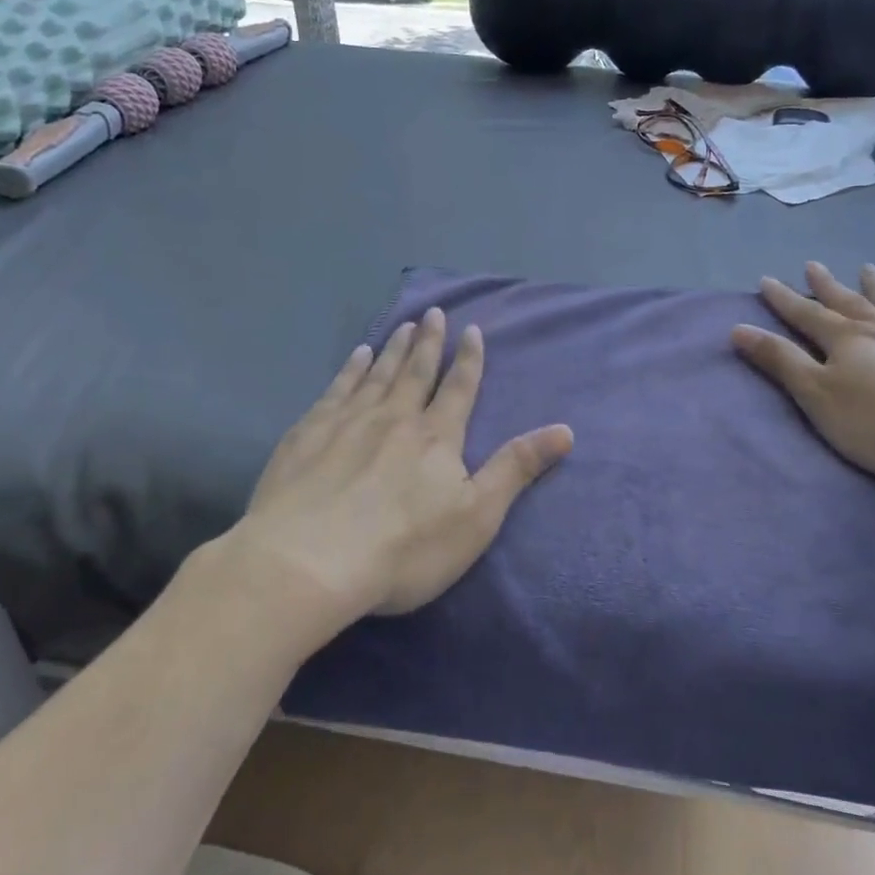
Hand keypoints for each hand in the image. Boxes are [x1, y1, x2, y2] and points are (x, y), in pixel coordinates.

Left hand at [237, 308, 573, 627]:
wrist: (309, 561)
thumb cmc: (404, 548)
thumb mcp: (476, 517)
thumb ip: (516, 469)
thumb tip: (565, 430)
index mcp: (436, 437)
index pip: (459, 389)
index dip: (469, 359)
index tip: (472, 330)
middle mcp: (394, 418)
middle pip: (416, 372)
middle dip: (429, 342)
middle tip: (433, 312)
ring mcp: (348, 422)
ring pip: (378, 374)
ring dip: (394, 349)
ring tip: (402, 325)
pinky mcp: (309, 433)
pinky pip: (337, 388)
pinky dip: (351, 368)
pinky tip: (357, 356)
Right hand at [732, 262, 874, 494]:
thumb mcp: (818, 396)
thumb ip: (781, 362)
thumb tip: (739, 328)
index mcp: (846, 341)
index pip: (806, 315)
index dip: (784, 299)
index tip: (766, 280)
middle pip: (849, 303)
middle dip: (826, 287)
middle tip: (813, 265)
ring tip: (867, 269)